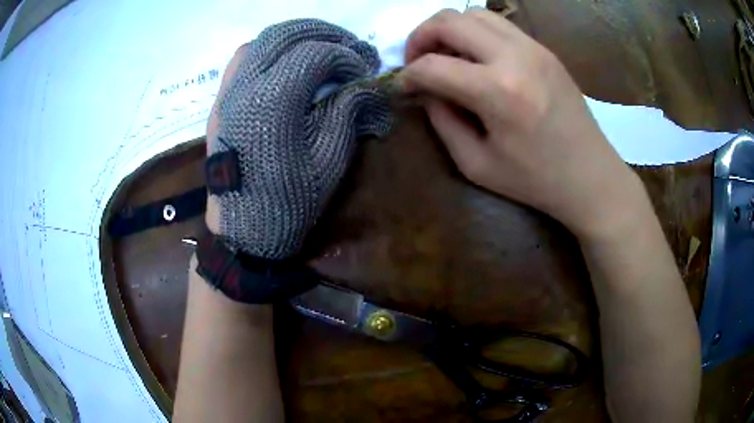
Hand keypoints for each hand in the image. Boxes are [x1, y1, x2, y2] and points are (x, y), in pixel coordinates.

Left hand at [205, 19, 390, 257]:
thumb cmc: (288, 199)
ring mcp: (227, 92)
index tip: (364, 70)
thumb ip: (349, 111)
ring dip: (295, 37)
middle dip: (324, 33)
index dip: (346, 56)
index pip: (315, 53)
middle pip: (285, 35)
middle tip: (348, 46)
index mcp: (273, 100)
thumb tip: (367, 84)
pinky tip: (285, 62)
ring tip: (319, 47)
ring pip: (261, 41)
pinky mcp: (221, 102)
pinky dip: (268, 50)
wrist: (242, 227)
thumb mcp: (329, 158)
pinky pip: (242, 59)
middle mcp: (245, 86)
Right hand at [402, 9, 642, 238]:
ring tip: (446, 55)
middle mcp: (514, 57)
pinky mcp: (544, 49)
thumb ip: (442, 121)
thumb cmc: (535, 180)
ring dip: (449, 29)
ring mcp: (533, 48)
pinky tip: (476, 58)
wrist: (591, 176)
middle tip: (417, 62)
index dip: (407, 75)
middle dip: (420, 37)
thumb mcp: (476, 164)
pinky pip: (499, 25)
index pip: (433, 66)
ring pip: (474, 14)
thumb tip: (425, 91)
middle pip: (449, 21)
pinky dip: (476, 33)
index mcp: (497, 92)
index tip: (402, 86)